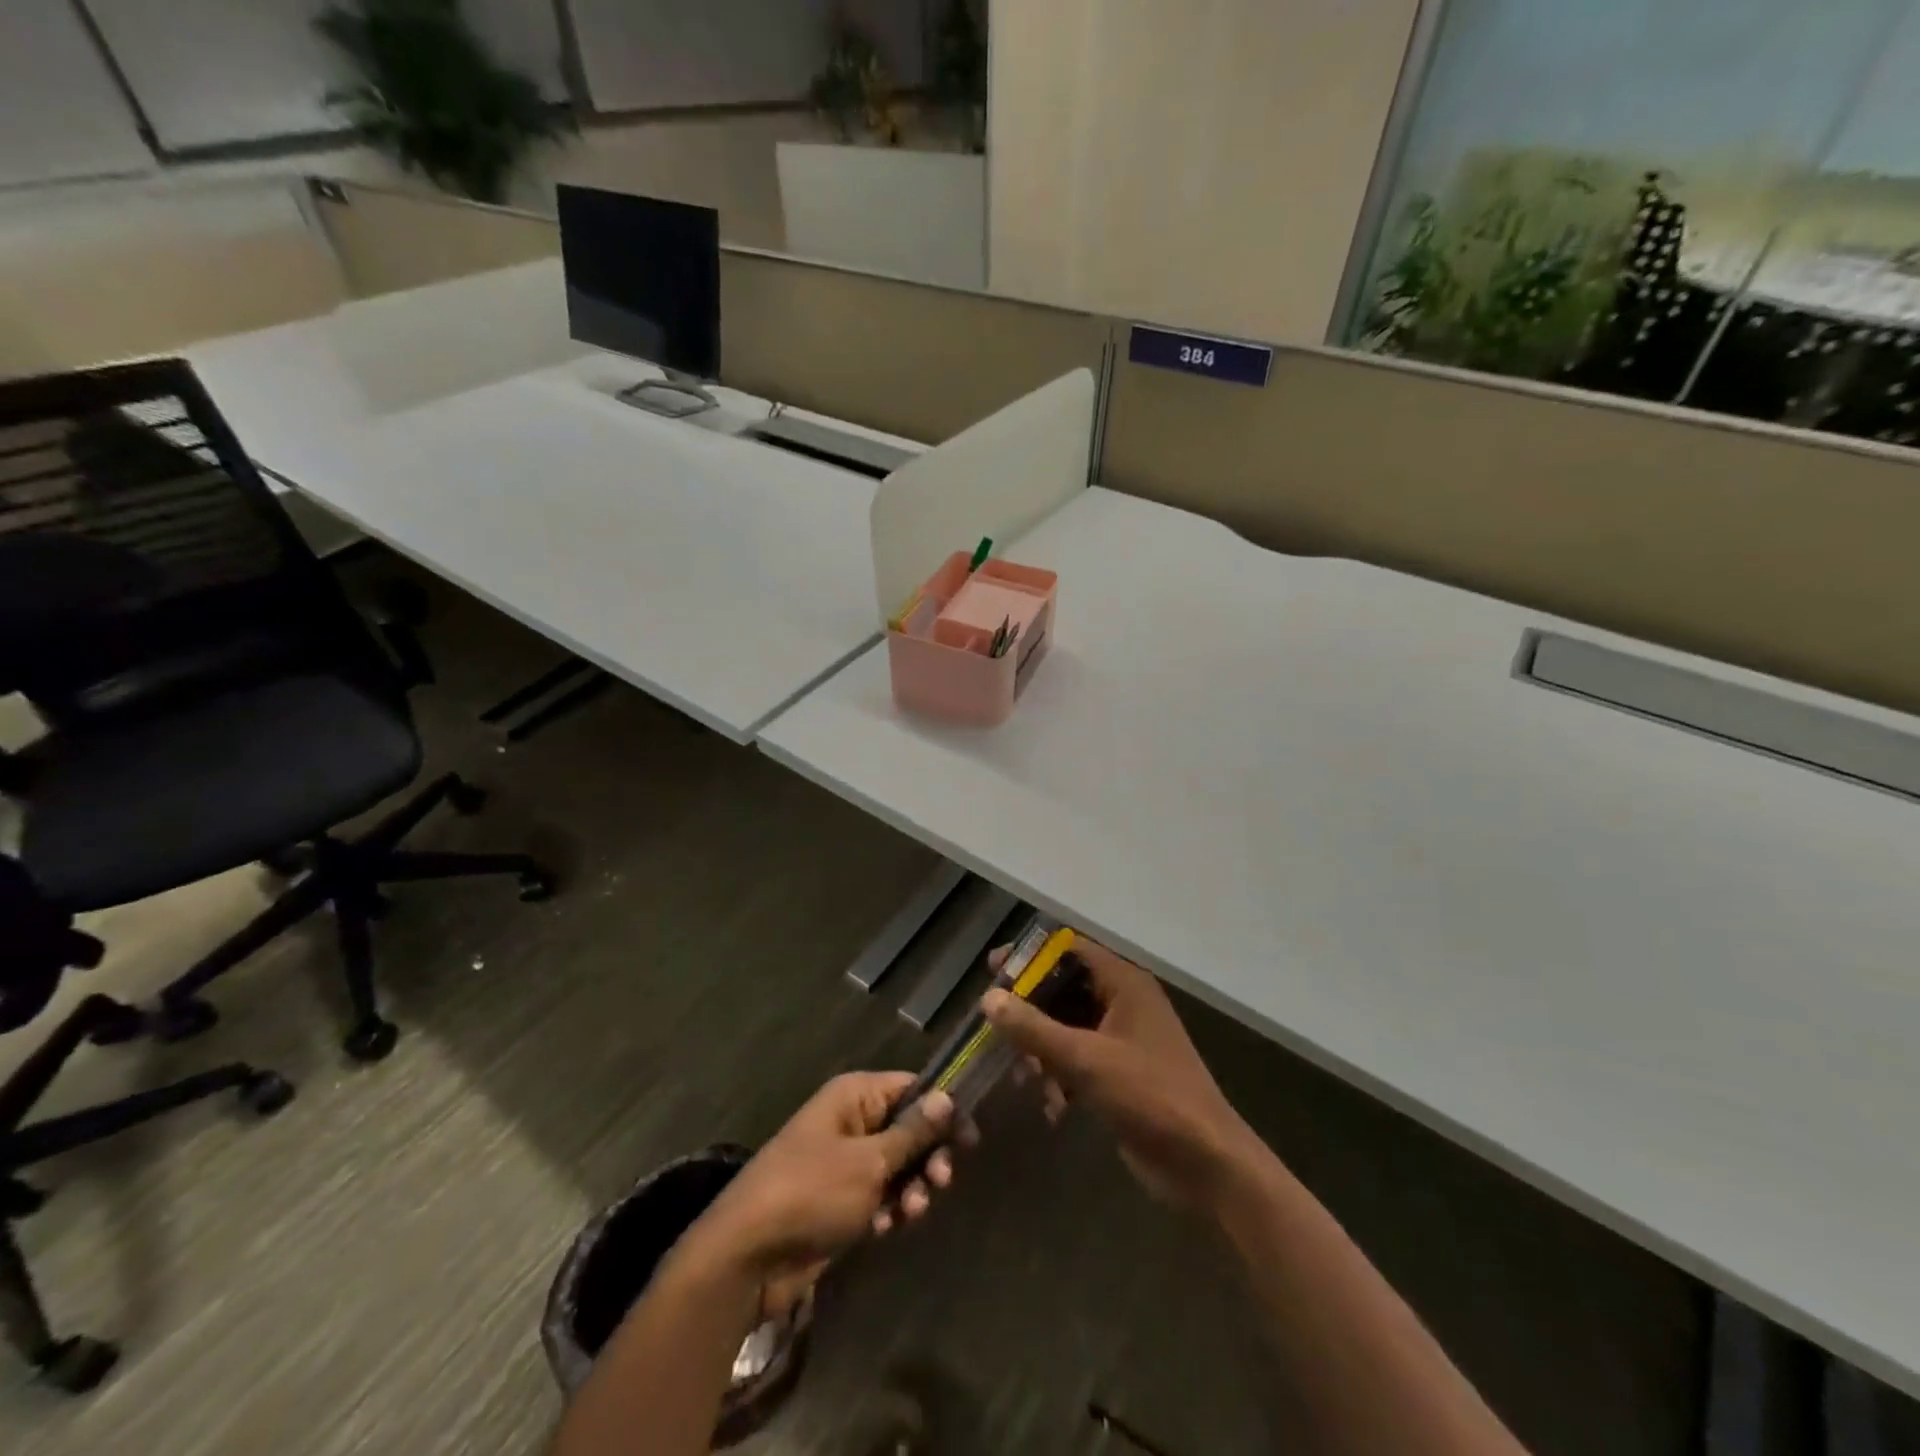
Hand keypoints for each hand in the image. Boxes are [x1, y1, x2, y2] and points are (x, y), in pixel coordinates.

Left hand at [680, 1073, 960, 1314]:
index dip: (943, 1110)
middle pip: (908, 1129)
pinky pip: (879, 1196)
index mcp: (854, 1097)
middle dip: (929, 1156)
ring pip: (897, 1166)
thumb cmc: (812, 1192)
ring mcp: (844, 1163)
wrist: (748, 1255)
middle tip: (942, 1181)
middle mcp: (851, 1121)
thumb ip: (912, 1133)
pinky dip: (889, 1210)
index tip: (970, 1138)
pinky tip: (886, 1229)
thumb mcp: (869, 1162)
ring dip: (912, 1188)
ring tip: (912, 1211)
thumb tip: (947, 1097)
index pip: (911, 1088)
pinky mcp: (840, 1201)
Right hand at [983, 939, 1259, 1213]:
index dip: (1031, 955)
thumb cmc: (1149, 1096)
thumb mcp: (1085, 1059)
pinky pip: (1080, 1059)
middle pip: (1065, 988)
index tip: (994, 969)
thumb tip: (988, 998)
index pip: (1070, 949)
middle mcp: (1124, 1002)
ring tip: (1022, 1075)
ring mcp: (1124, 1039)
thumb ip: (1033, 1027)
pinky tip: (1052, 1107)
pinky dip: (1061, 1075)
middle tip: (993, 1022)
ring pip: (1069, 1026)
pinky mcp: (1122, 1074)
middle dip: (1030, 1007)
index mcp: (1124, 983)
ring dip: (1042, 1047)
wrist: (1205, 1163)